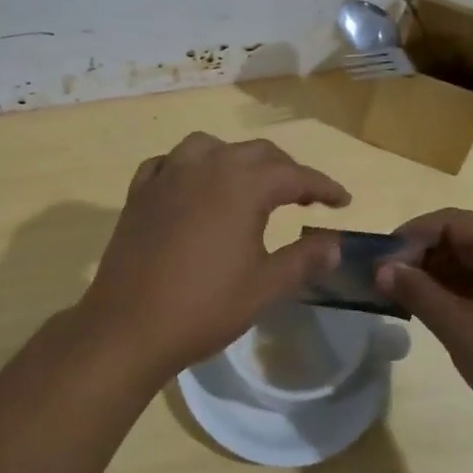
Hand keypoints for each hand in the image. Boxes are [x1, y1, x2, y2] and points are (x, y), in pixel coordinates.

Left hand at [74, 133, 350, 381]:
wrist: (129, 326)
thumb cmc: (204, 307)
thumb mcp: (265, 287)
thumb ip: (303, 259)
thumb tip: (334, 244)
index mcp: (242, 185)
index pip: (295, 175)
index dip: (323, 186)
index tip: (343, 201)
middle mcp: (205, 167)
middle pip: (256, 153)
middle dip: (285, 170)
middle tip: (304, 197)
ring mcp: (167, 175)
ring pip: (209, 147)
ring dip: (236, 160)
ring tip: (247, 185)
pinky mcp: (139, 192)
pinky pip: (168, 163)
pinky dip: (188, 167)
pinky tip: (192, 188)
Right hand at [376, 208, 472, 449]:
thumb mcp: (459, 327)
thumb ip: (417, 292)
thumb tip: (382, 268)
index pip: (447, 221)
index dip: (409, 238)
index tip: (380, 265)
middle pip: (463, 237)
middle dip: (423, 258)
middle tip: (390, 286)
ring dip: (441, 276)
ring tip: (410, 302)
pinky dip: (464, 291)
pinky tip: (443, 314)